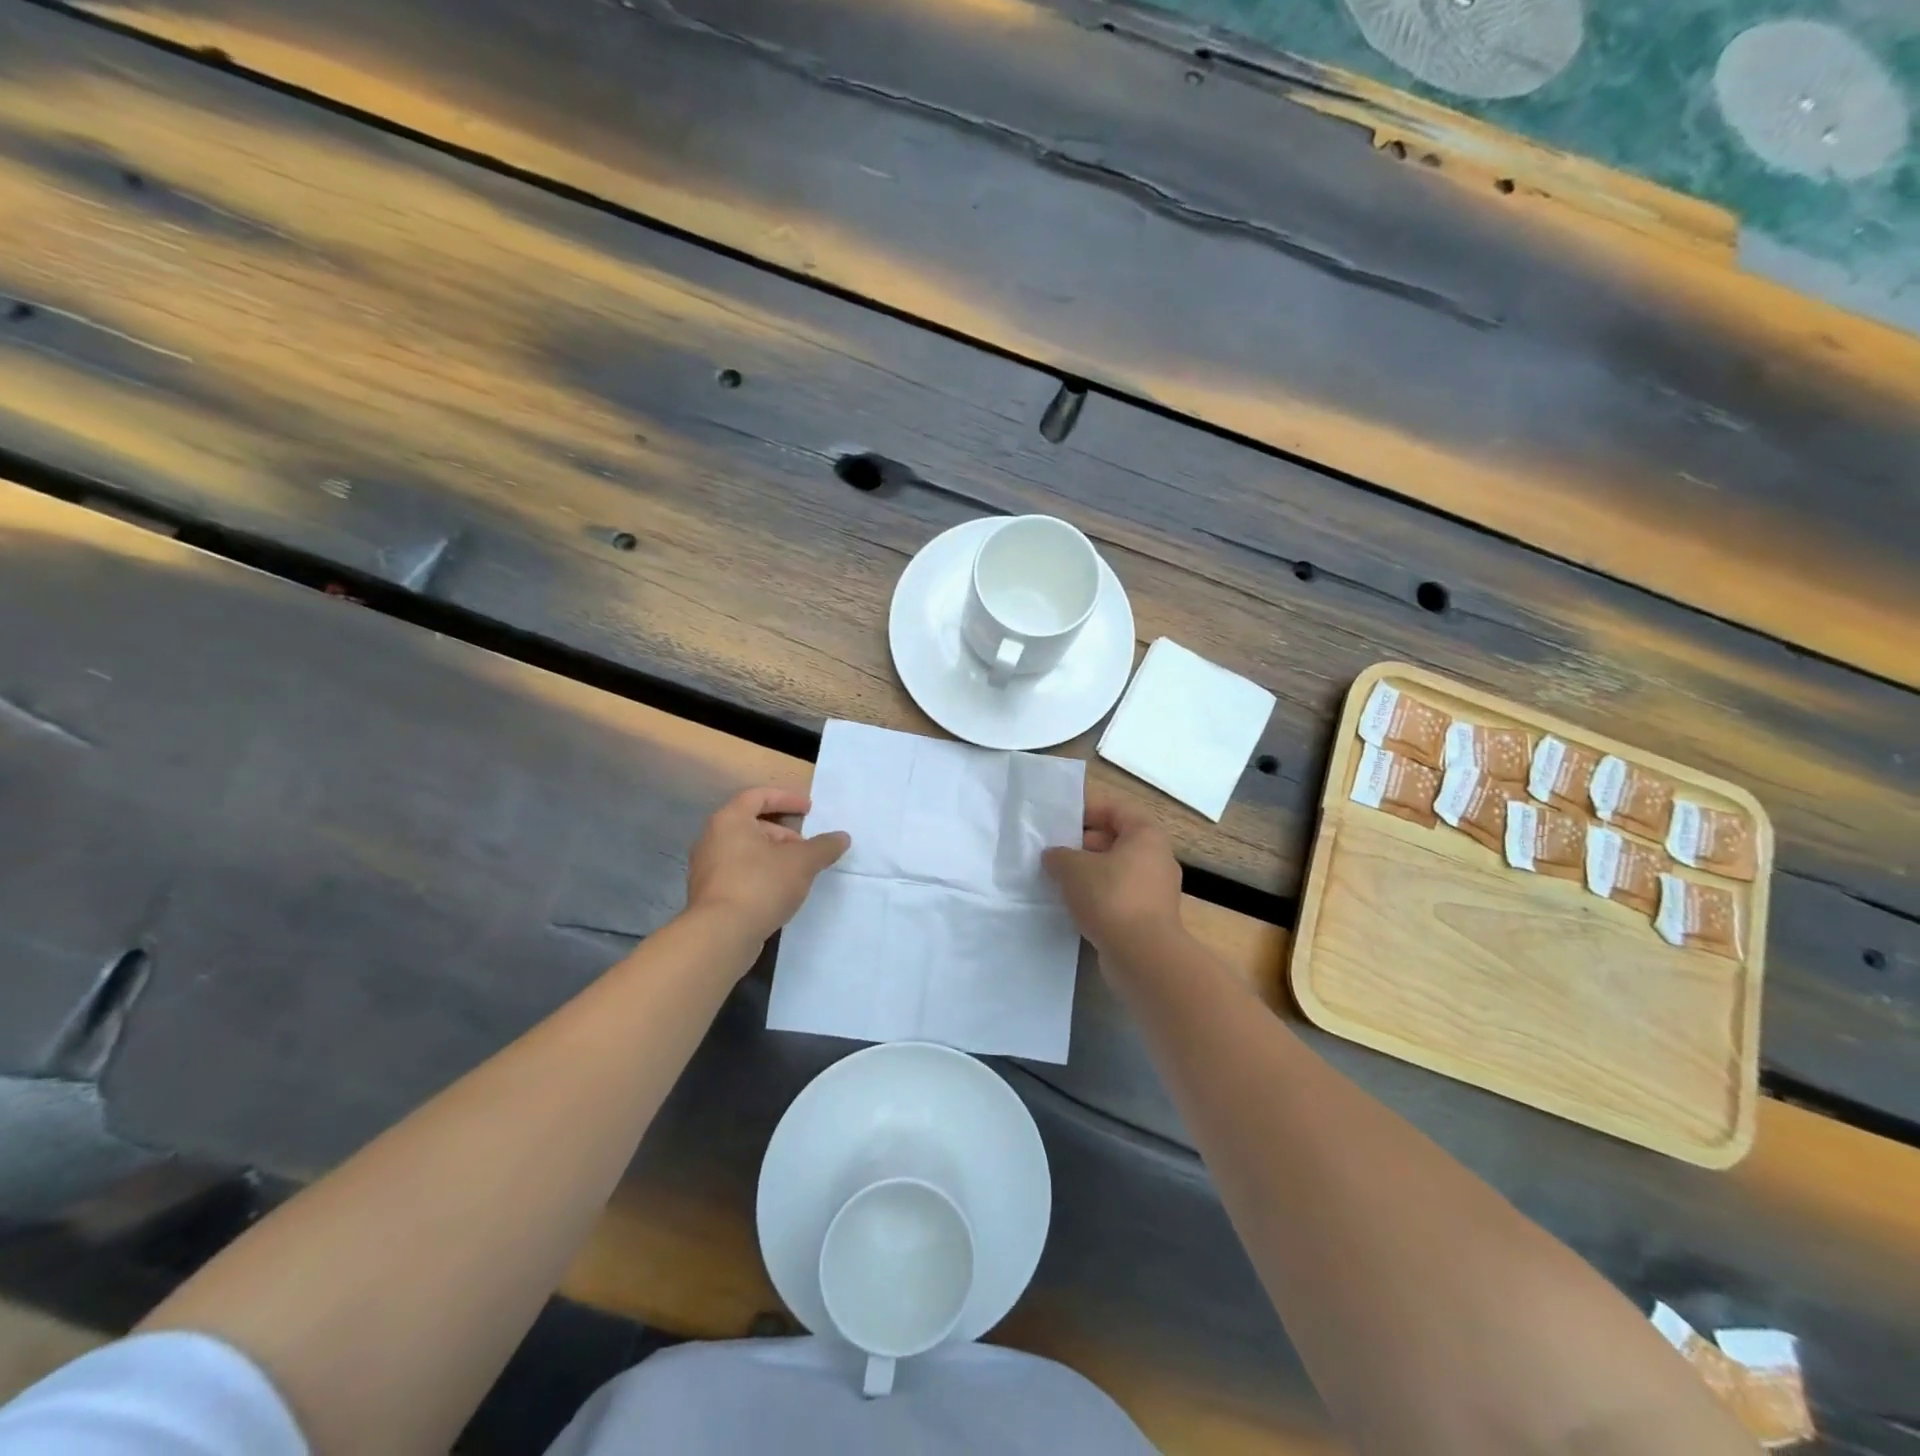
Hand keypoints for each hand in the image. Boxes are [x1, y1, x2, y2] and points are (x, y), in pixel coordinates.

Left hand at [685, 787, 850, 947]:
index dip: (786, 799)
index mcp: (730, 820)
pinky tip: (778, 892)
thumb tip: (842, 837)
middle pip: (751, 824)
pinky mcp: (707, 894)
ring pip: (744, 851)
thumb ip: (824, 846)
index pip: (758, 796)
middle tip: (806, 848)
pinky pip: (737, 873)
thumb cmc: (761, 885)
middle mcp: (712, 838)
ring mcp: (706, 868)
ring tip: (796, 872)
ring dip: (772, 855)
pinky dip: (759, 874)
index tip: (808, 809)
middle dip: (783, 833)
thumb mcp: (802, 862)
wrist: (721, 934)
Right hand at [1042, 795, 1182, 951]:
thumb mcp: (1073, 868)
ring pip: (1117, 870)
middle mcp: (1157, 858)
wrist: (1142, 956)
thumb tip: (1054, 856)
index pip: (1116, 809)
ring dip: (1090, 872)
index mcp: (1146, 835)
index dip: (1088, 809)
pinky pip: (1120, 895)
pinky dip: (1099, 895)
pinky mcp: (1150, 917)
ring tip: (1059, 878)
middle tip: (1055, 851)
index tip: (1060, 819)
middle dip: (1084, 843)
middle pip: (1117, 839)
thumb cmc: (1111, 897)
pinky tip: (1074, 905)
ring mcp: (1156, 890)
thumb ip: (1059, 856)